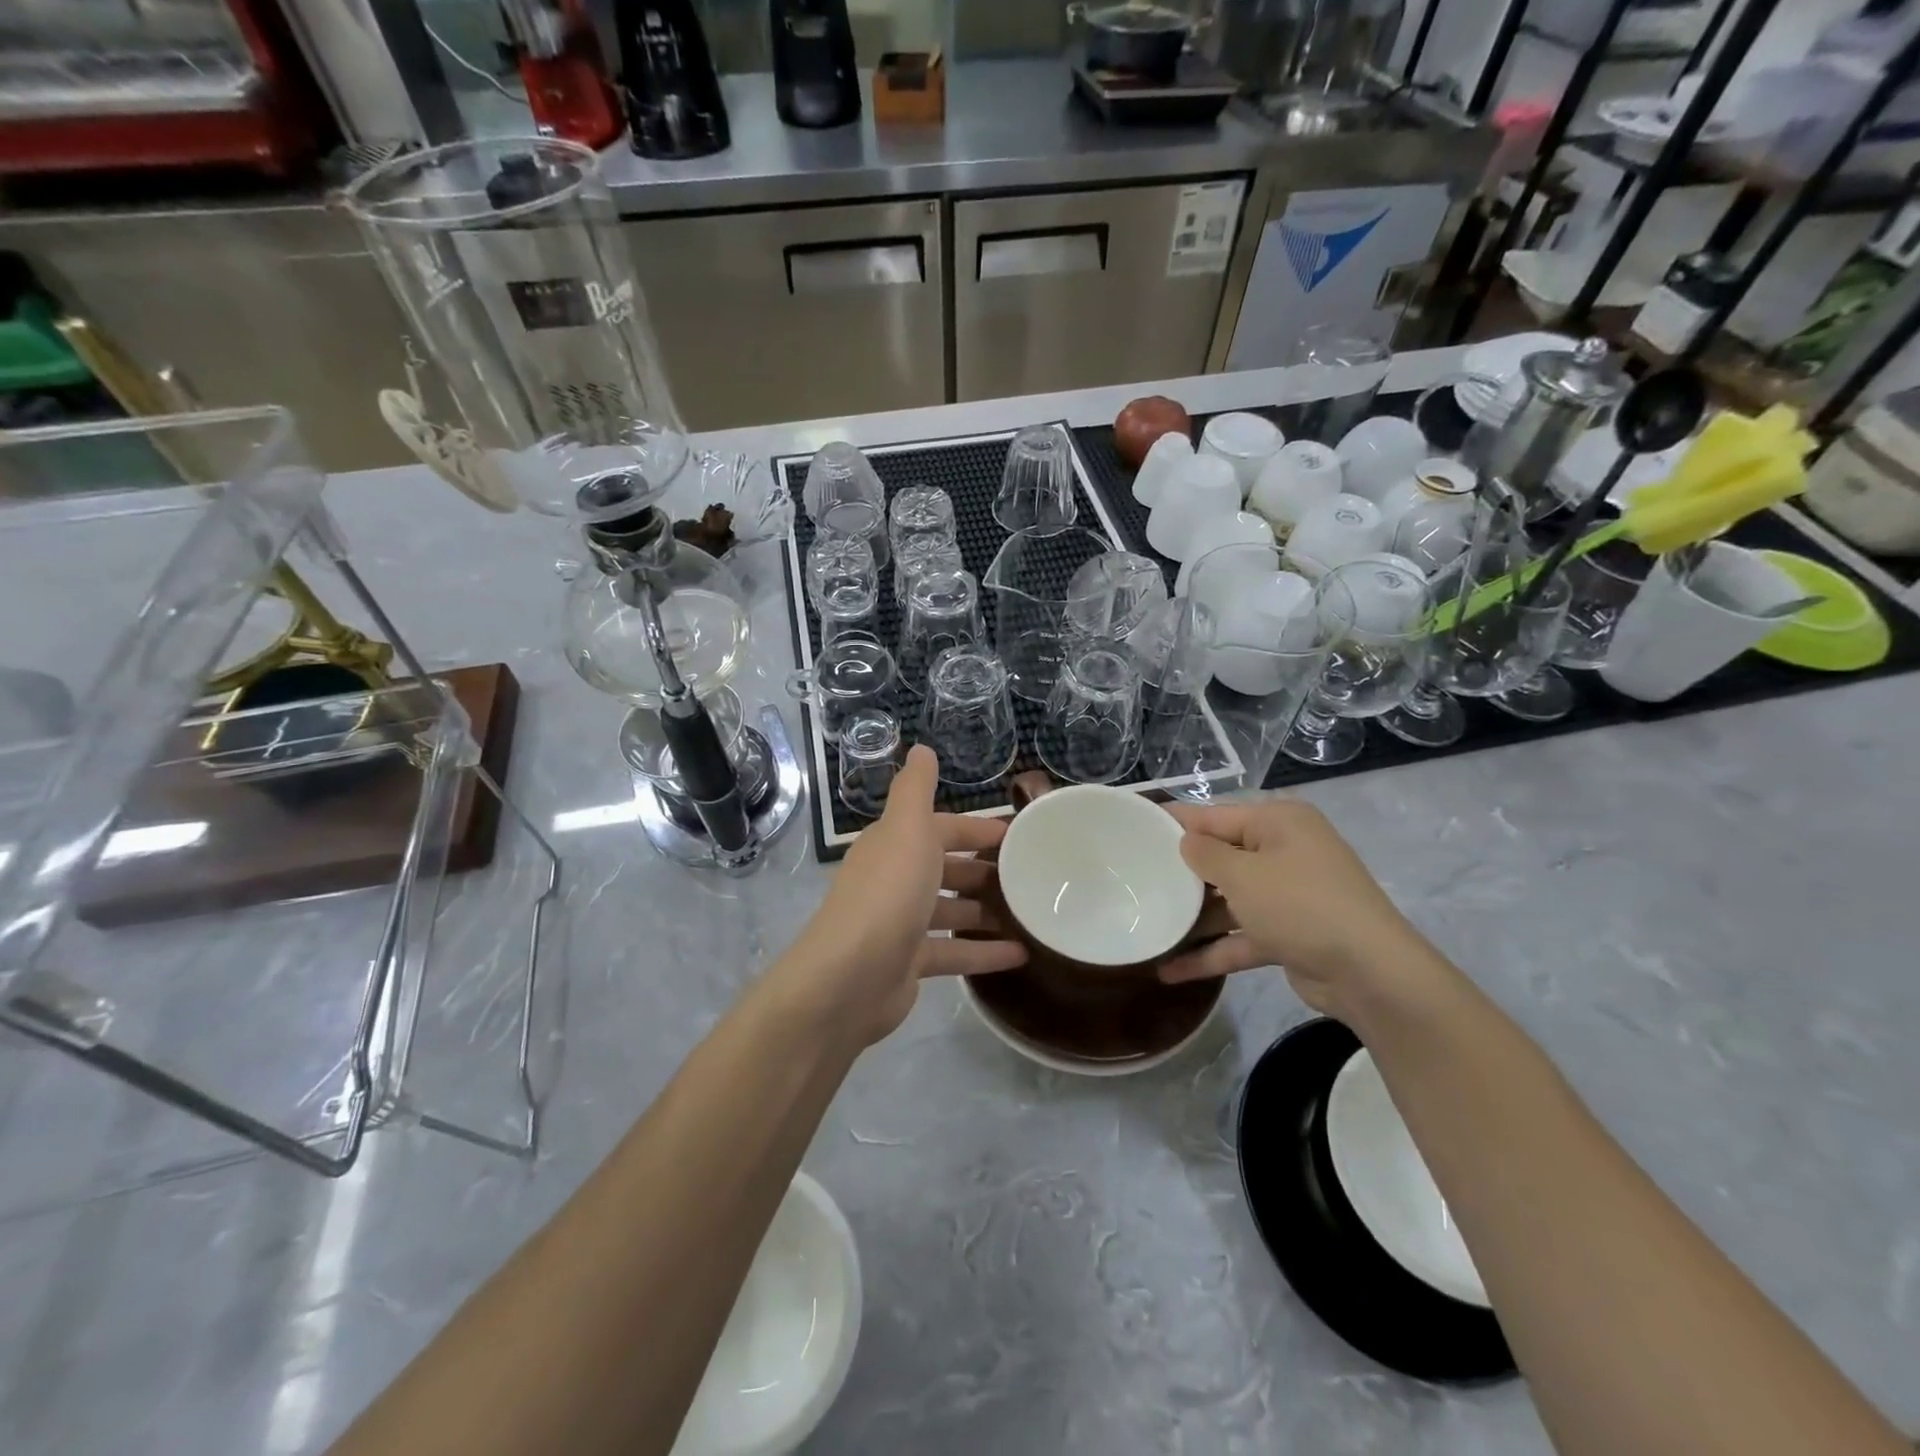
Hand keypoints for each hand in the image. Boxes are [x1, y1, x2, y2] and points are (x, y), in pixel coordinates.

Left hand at [783, 746, 1026, 1045]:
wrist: (849, 978)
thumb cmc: (888, 894)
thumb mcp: (906, 829)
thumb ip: (916, 789)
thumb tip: (921, 747)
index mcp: (894, 846)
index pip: (940, 829)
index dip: (975, 829)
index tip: (1018, 836)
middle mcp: (895, 881)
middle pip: (945, 870)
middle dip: (983, 871)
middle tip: (1029, 877)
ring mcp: (901, 924)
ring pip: (951, 912)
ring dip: (985, 911)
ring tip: (1031, 913)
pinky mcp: (910, 964)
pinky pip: (954, 953)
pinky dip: (985, 952)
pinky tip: (1021, 955)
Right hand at [1159, 799, 1439, 1021]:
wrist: (1370, 974)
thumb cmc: (1300, 905)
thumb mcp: (1243, 874)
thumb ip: (1205, 854)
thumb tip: (1186, 842)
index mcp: (1278, 823)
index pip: (1214, 815)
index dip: (1174, 822)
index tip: (1134, 828)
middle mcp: (1284, 851)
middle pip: (1221, 857)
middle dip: (1181, 873)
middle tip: (1134, 879)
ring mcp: (1288, 894)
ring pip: (1229, 900)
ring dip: (1193, 918)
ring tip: (1146, 925)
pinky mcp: (1288, 933)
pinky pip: (1241, 935)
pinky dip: (1212, 951)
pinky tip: (1171, 971)